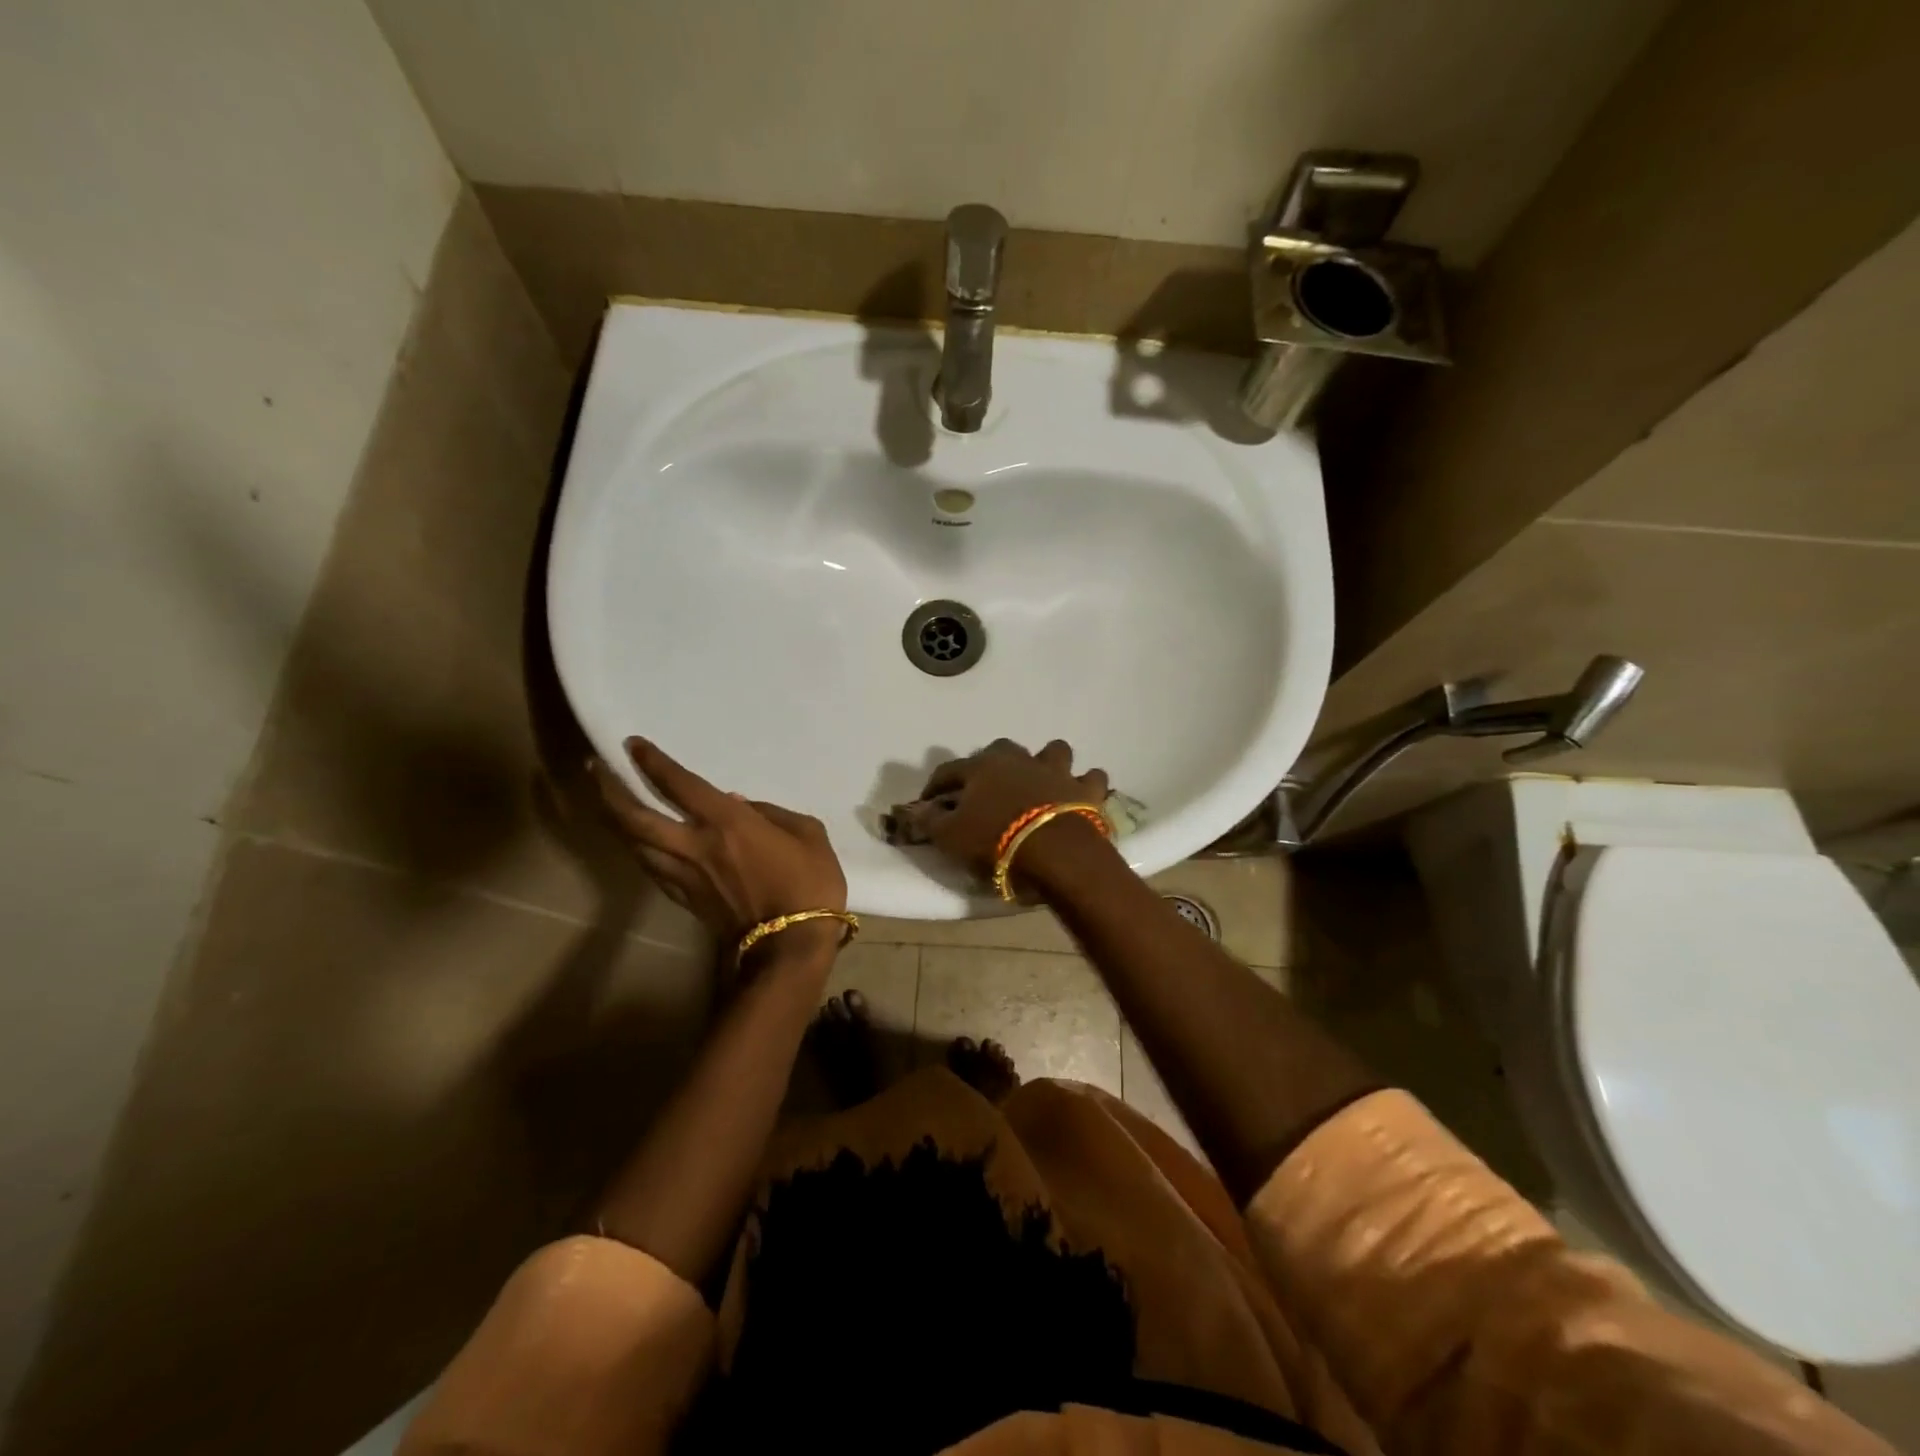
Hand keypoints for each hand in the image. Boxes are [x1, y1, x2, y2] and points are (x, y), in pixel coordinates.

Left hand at [592, 738, 847, 954]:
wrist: (791, 945)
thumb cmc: (809, 884)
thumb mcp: (808, 834)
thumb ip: (772, 812)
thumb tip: (739, 804)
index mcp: (726, 823)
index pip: (678, 784)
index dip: (652, 762)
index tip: (632, 744)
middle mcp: (694, 846)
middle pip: (635, 817)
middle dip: (609, 790)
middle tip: (594, 769)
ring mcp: (685, 876)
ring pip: (635, 845)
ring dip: (615, 821)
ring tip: (607, 803)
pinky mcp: (685, 901)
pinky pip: (652, 869)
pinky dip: (639, 850)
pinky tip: (638, 844)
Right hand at [904, 738, 1109, 879]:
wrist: (1054, 852)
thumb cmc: (995, 842)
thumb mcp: (950, 837)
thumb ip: (931, 821)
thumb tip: (915, 811)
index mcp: (982, 768)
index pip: (950, 770)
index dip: (936, 785)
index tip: (928, 801)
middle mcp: (1019, 760)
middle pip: (1001, 749)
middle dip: (993, 762)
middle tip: (988, 787)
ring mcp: (1056, 771)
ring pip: (1053, 751)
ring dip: (1047, 762)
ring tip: (1041, 782)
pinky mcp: (1086, 790)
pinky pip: (1091, 778)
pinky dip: (1086, 784)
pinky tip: (1081, 795)